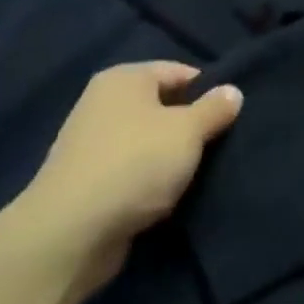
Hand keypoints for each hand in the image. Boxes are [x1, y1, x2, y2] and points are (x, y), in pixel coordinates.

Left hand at [14, 62, 241, 293]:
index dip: (209, 90)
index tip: (231, 115)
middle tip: (222, 144)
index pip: (179, 71)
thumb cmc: (135, 164)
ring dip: (172, 156)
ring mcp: (91, 142)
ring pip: (148, 141)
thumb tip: (233, 91)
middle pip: (162, 106)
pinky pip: (132, 170)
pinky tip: (171, 196)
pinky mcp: (87, 181)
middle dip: (191, 125)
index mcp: (124, 78)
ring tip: (201, 173)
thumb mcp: (187, 131)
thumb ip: (214, 109)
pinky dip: (151, 180)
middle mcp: (103, 102)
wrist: (70, 232)